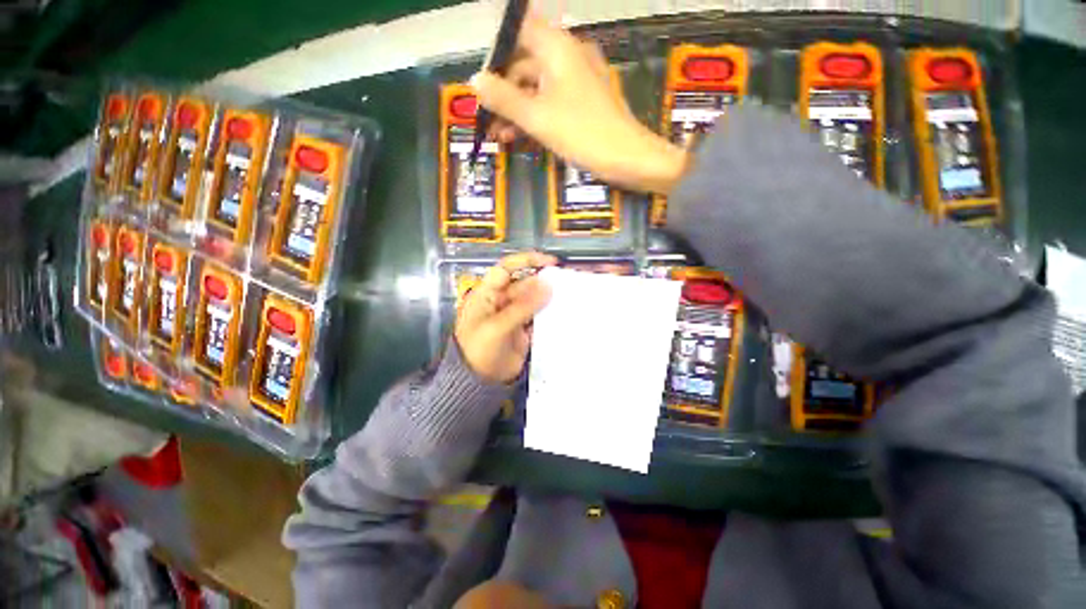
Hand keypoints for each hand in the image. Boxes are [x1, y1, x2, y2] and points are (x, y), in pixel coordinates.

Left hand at [455, 252, 556, 383]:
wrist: (479, 382)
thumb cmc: (479, 351)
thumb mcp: (497, 326)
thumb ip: (522, 306)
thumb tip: (547, 285)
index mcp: (487, 294)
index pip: (506, 269)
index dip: (526, 261)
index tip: (549, 262)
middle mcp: (501, 301)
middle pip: (524, 284)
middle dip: (543, 282)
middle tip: (566, 282)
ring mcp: (514, 316)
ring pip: (534, 300)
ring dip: (548, 298)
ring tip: (569, 295)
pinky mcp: (524, 330)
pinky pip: (539, 317)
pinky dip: (550, 314)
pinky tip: (563, 313)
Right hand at [472, 14, 687, 195]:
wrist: (627, 158)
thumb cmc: (582, 133)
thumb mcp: (537, 117)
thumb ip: (504, 98)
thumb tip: (474, 80)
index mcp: (557, 48)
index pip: (518, 31)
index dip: (496, 52)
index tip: (480, 80)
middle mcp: (567, 56)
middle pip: (525, 63)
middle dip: (502, 91)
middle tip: (485, 117)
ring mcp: (577, 80)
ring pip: (537, 87)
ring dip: (515, 109)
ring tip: (497, 135)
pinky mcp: (583, 102)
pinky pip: (551, 101)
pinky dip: (534, 116)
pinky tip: (518, 136)